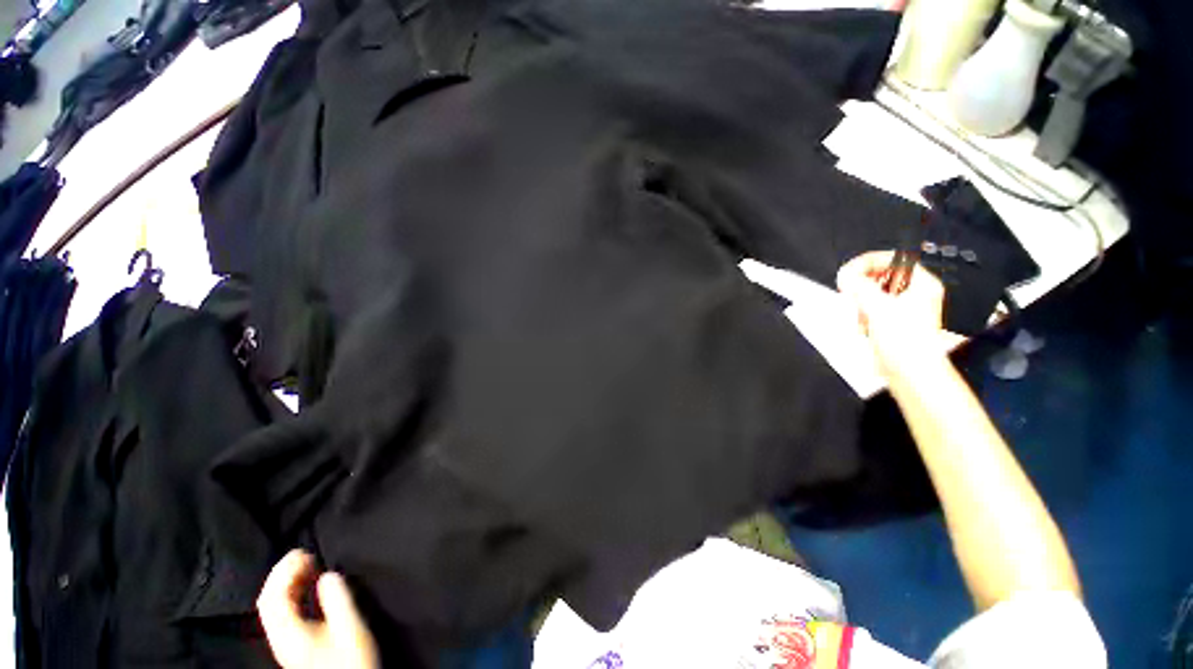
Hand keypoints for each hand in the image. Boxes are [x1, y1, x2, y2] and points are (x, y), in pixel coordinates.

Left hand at [257, 550, 378, 668]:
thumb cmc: (349, 659)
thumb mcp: (349, 629)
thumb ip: (338, 600)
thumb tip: (329, 574)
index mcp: (288, 632)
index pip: (272, 597)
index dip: (284, 571)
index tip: (304, 552)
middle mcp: (280, 636)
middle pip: (269, 600)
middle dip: (283, 573)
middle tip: (304, 554)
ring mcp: (285, 641)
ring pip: (274, 606)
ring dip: (287, 582)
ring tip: (308, 564)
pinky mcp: (293, 643)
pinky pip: (283, 612)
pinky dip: (292, 594)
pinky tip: (308, 587)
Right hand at [836, 251, 947, 379]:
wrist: (909, 372)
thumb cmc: (905, 341)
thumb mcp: (877, 306)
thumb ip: (859, 286)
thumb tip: (845, 274)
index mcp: (921, 284)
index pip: (892, 259)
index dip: (867, 263)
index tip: (848, 272)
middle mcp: (914, 294)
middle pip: (880, 277)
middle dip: (863, 288)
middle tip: (853, 294)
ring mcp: (903, 310)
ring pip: (873, 295)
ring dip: (862, 305)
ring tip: (863, 317)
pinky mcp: (892, 324)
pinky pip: (871, 311)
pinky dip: (864, 317)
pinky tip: (866, 327)